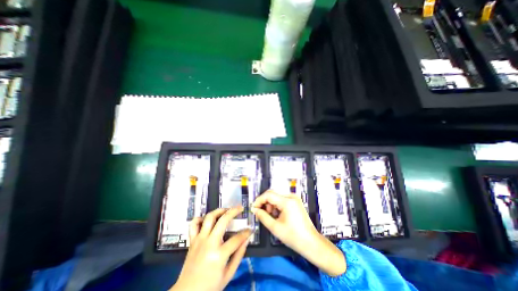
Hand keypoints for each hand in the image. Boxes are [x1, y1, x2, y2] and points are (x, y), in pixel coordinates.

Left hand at [172, 207, 253, 290]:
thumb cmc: (210, 287)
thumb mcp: (228, 274)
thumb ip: (239, 255)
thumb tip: (246, 240)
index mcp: (219, 255)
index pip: (237, 238)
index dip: (246, 233)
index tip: (250, 229)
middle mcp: (209, 243)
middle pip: (223, 220)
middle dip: (234, 211)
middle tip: (240, 208)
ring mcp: (199, 240)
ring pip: (209, 217)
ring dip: (219, 211)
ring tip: (226, 210)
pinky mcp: (192, 240)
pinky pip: (194, 224)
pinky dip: (200, 218)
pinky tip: (207, 219)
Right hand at [252, 190, 345, 275]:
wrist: (311, 243)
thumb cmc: (294, 237)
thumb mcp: (275, 227)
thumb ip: (263, 217)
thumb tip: (255, 210)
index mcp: (287, 201)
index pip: (268, 194)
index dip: (259, 200)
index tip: (254, 208)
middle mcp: (291, 196)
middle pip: (273, 194)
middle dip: (265, 203)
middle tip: (262, 214)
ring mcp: (294, 198)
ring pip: (277, 197)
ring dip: (271, 205)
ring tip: (271, 216)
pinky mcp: (295, 202)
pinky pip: (282, 200)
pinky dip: (277, 206)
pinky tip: (277, 215)